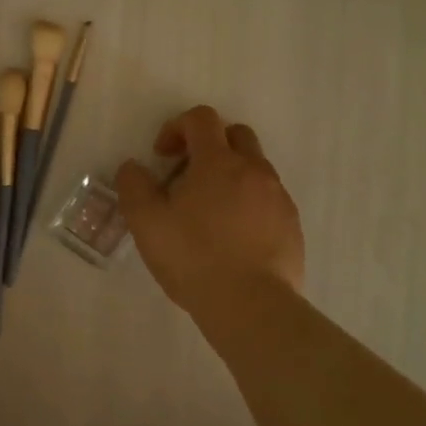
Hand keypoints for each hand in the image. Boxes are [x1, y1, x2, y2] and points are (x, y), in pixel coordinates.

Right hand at [116, 106, 304, 314]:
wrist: (251, 306)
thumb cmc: (194, 257)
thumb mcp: (146, 222)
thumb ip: (134, 185)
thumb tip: (134, 167)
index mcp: (218, 162)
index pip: (201, 118)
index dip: (177, 127)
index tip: (162, 156)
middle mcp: (254, 170)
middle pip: (236, 135)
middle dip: (209, 145)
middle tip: (187, 176)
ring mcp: (278, 198)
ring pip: (255, 168)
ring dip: (230, 176)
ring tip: (209, 212)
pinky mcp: (292, 226)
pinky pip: (269, 199)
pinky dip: (249, 204)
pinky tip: (233, 237)